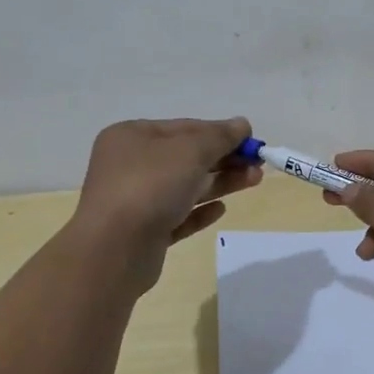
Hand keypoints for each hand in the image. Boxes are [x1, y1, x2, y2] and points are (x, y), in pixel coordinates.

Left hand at [72, 117, 260, 288]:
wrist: (114, 250)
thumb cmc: (150, 186)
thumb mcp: (191, 151)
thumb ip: (219, 136)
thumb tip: (242, 124)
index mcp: (132, 137)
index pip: (184, 127)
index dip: (220, 132)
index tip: (251, 141)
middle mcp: (129, 165)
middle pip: (186, 158)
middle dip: (225, 159)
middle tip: (258, 164)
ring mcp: (135, 201)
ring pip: (185, 187)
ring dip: (220, 183)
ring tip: (254, 181)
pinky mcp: (144, 233)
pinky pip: (177, 216)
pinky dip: (199, 211)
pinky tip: (221, 210)